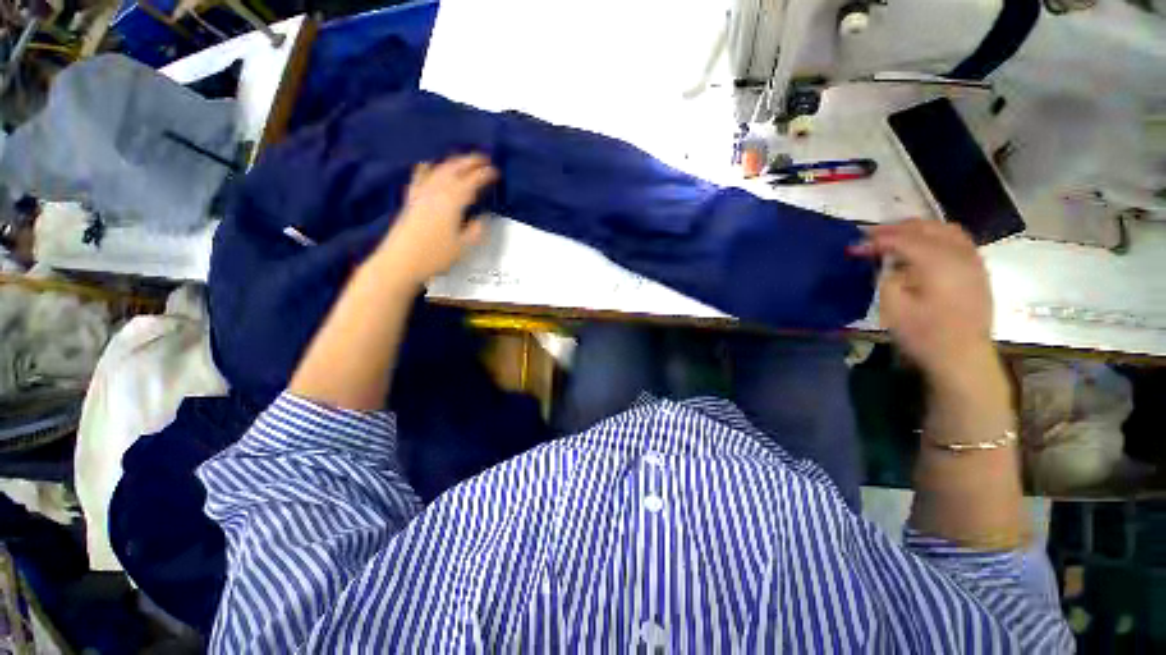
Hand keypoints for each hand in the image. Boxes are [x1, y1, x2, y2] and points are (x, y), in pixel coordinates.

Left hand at [376, 153, 497, 285]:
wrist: (400, 261)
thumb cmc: (435, 256)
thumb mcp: (463, 247)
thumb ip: (476, 230)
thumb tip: (483, 218)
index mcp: (452, 203)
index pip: (471, 183)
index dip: (485, 175)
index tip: (496, 172)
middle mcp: (436, 192)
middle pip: (455, 170)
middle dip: (470, 162)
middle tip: (484, 159)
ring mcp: (421, 193)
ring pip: (439, 170)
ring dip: (453, 162)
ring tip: (464, 160)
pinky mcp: (411, 199)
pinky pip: (420, 177)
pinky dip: (427, 168)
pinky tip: (430, 165)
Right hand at [851, 220, 995, 387]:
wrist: (962, 357)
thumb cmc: (924, 334)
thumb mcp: (893, 306)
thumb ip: (887, 276)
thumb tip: (885, 261)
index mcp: (937, 262)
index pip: (902, 239)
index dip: (875, 240)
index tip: (854, 247)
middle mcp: (959, 254)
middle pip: (925, 228)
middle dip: (895, 229)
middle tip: (870, 238)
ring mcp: (972, 260)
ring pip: (944, 229)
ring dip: (917, 230)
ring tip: (895, 238)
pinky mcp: (977, 270)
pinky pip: (957, 240)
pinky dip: (935, 237)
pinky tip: (923, 247)